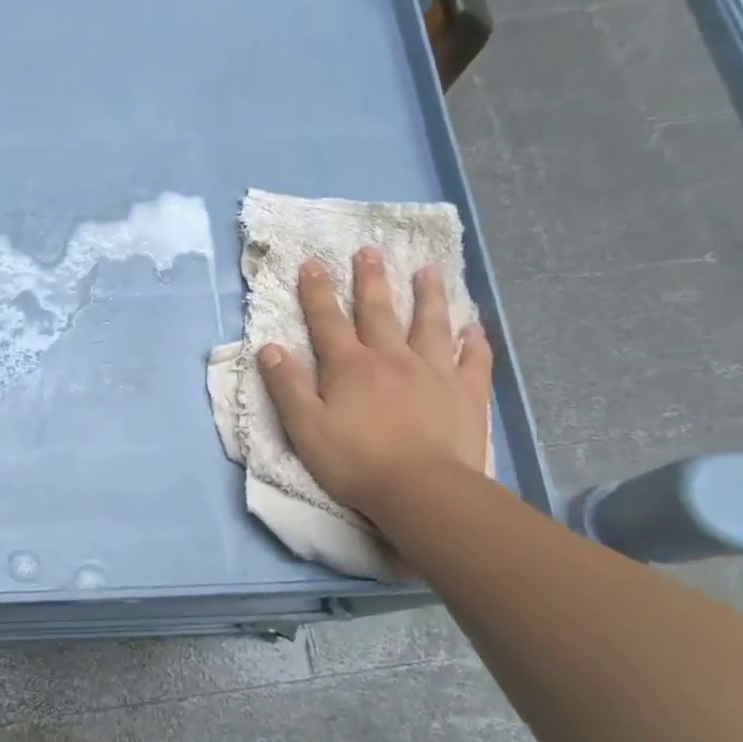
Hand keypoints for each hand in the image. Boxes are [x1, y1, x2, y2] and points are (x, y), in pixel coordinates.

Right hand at [259, 248, 491, 520]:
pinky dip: (473, 341)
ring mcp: (433, 371)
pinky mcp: (466, 392)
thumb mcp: (304, 428)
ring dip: (427, 296)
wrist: (421, 490)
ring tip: (428, 270)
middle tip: (369, 251)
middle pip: (378, 312)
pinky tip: (474, 327)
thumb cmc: (355, 461)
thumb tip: (269, 347)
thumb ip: (286, 385)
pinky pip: (473, 359)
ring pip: (430, 324)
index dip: (317, 292)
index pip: (327, 321)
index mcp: (349, 366)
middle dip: (370, 280)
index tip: (312, 263)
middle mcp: (391, 358)